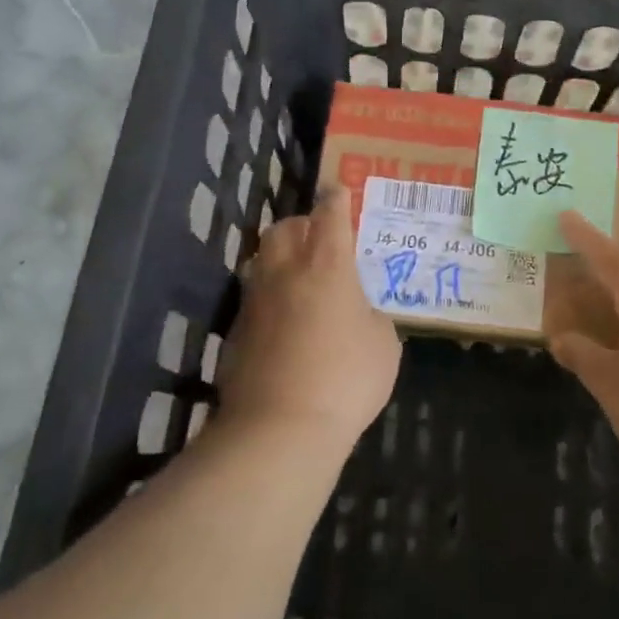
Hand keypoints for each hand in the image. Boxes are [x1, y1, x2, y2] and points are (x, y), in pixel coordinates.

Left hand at [218, 186, 401, 456]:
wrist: (279, 428)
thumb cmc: (345, 379)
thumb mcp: (383, 345)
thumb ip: (371, 316)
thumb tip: (357, 313)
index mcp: (327, 265)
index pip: (329, 215)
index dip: (335, 199)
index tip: (338, 190)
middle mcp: (285, 272)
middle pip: (284, 229)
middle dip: (300, 225)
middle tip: (318, 240)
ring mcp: (254, 301)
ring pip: (261, 261)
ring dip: (280, 260)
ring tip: (299, 279)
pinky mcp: (235, 332)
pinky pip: (253, 300)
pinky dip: (269, 300)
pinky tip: (284, 324)